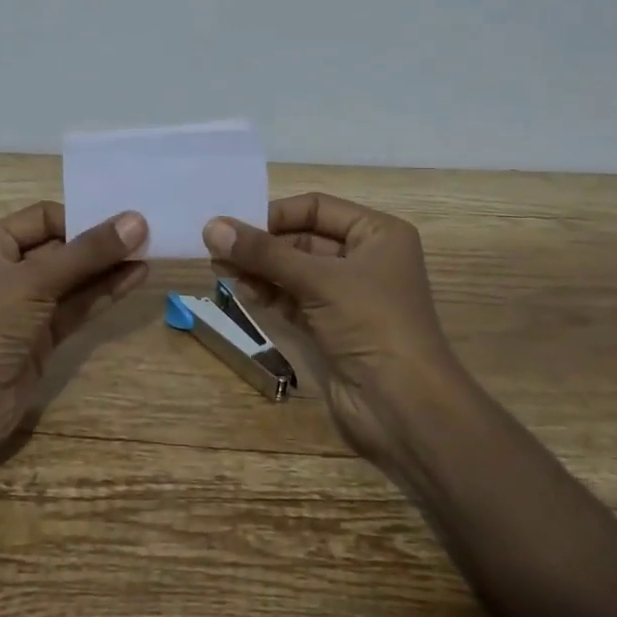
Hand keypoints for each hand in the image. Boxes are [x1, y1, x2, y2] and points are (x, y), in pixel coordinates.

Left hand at [0, 202, 147, 477]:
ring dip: (108, 266)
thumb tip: (137, 220)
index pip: (43, 217)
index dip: (81, 217)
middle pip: (61, 247)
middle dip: (100, 241)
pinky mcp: (42, 335)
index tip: (122, 220)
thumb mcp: (35, 281)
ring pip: (73, 278)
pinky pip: (77, 305)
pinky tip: (135, 278)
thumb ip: (87, 252)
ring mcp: (25, 305)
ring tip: (150, 252)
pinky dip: (104, 292)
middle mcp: (6, 269)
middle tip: (146, 232)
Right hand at [204, 193, 463, 467]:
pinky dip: (269, 292)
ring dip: (259, 268)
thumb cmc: (372, 324)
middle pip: (302, 239)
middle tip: (217, 248)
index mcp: (378, 234)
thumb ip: (263, 253)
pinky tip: (242, 289)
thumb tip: (211, 227)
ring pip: (294, 270)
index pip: (317, 208)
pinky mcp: (331, 328)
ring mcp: (347, 296)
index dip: (276, 214)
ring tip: (220, 268)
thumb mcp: (318, 280)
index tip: (235, 225)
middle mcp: (365, 259)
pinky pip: (293, 299)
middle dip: (262, 244)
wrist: (405, 409)